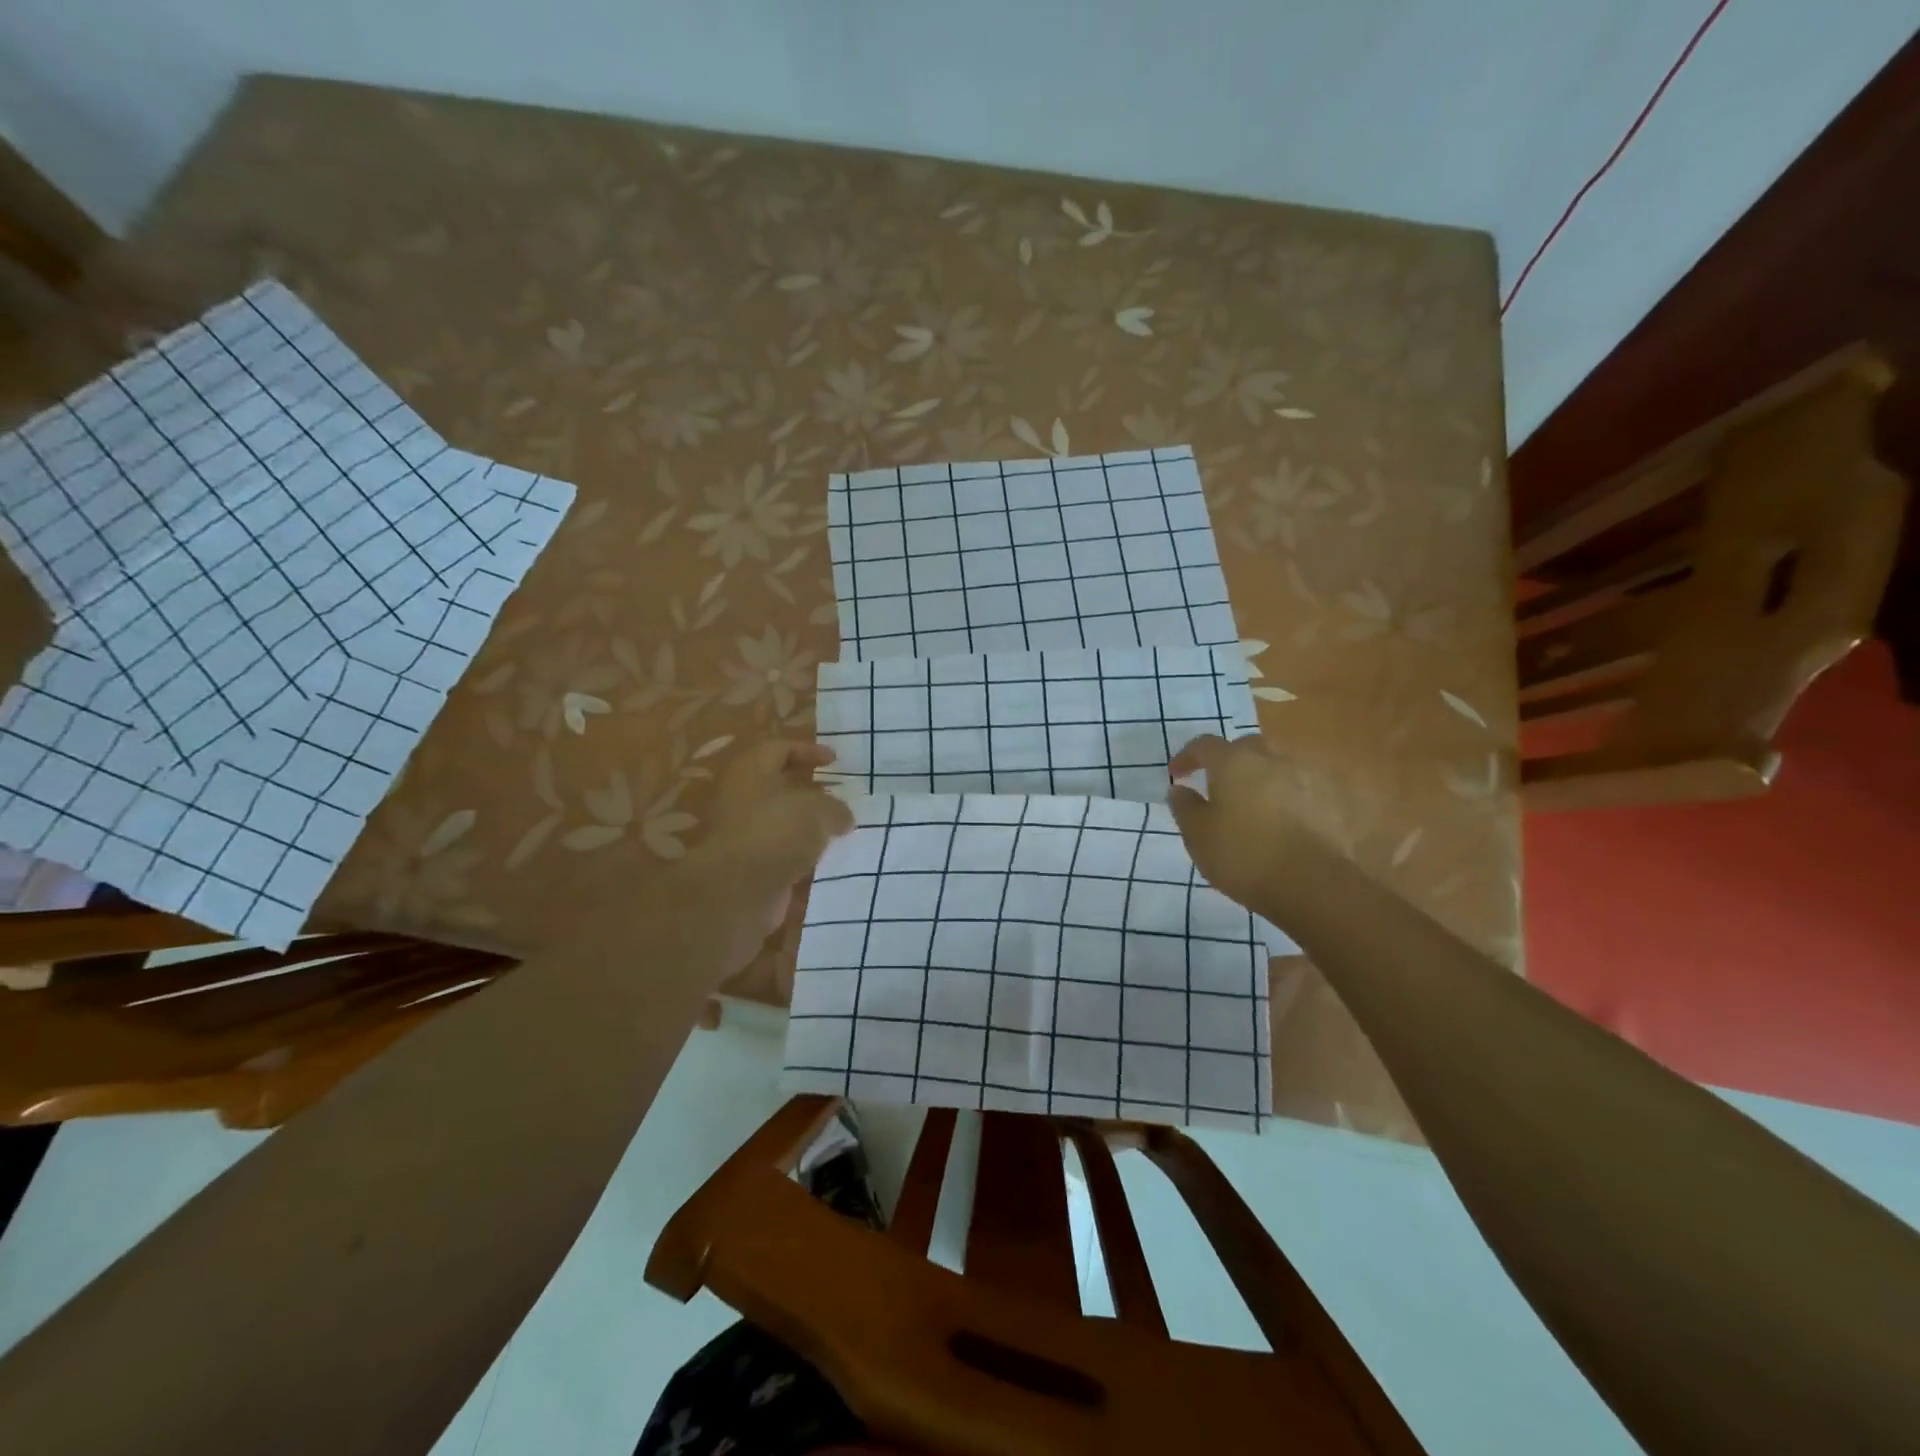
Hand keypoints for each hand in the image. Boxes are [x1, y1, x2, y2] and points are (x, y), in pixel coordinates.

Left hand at [687, 741, 853, 969]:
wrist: (737, 891)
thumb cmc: (776, 832)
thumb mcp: (818, 810)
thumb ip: (836, 807)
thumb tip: (843, 816)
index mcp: (750, 771)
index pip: (779, 748)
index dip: (808, 751)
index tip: (835, 761)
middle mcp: (740, 798)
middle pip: (777, 785)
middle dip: (808, 790)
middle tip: (838, 795)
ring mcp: (741, 833)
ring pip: (779, 820)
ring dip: (805, 824)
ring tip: (837, 828)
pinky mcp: (748, 865)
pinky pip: (779, 851)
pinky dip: (799, 852)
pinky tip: (823, 857)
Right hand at [1167, 733, 1313, 919]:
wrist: (1313, 885)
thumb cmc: (1243, 856)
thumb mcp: (1198, 836)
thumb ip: (1185, 807)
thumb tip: (1180, 790)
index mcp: (1235, 762)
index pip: (1205, 746)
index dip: (1188, 757)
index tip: (1177, 775)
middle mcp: (1273, 759)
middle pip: (1247, 748)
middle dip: (1230, 761)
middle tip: (1219, 786)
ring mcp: (1308, 778)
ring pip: (1278, 767)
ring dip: (1262, 779)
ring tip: (1254, 807)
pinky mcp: (1333, 801)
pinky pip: (1303, 791)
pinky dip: (1290, 799)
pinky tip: (1285, 823)